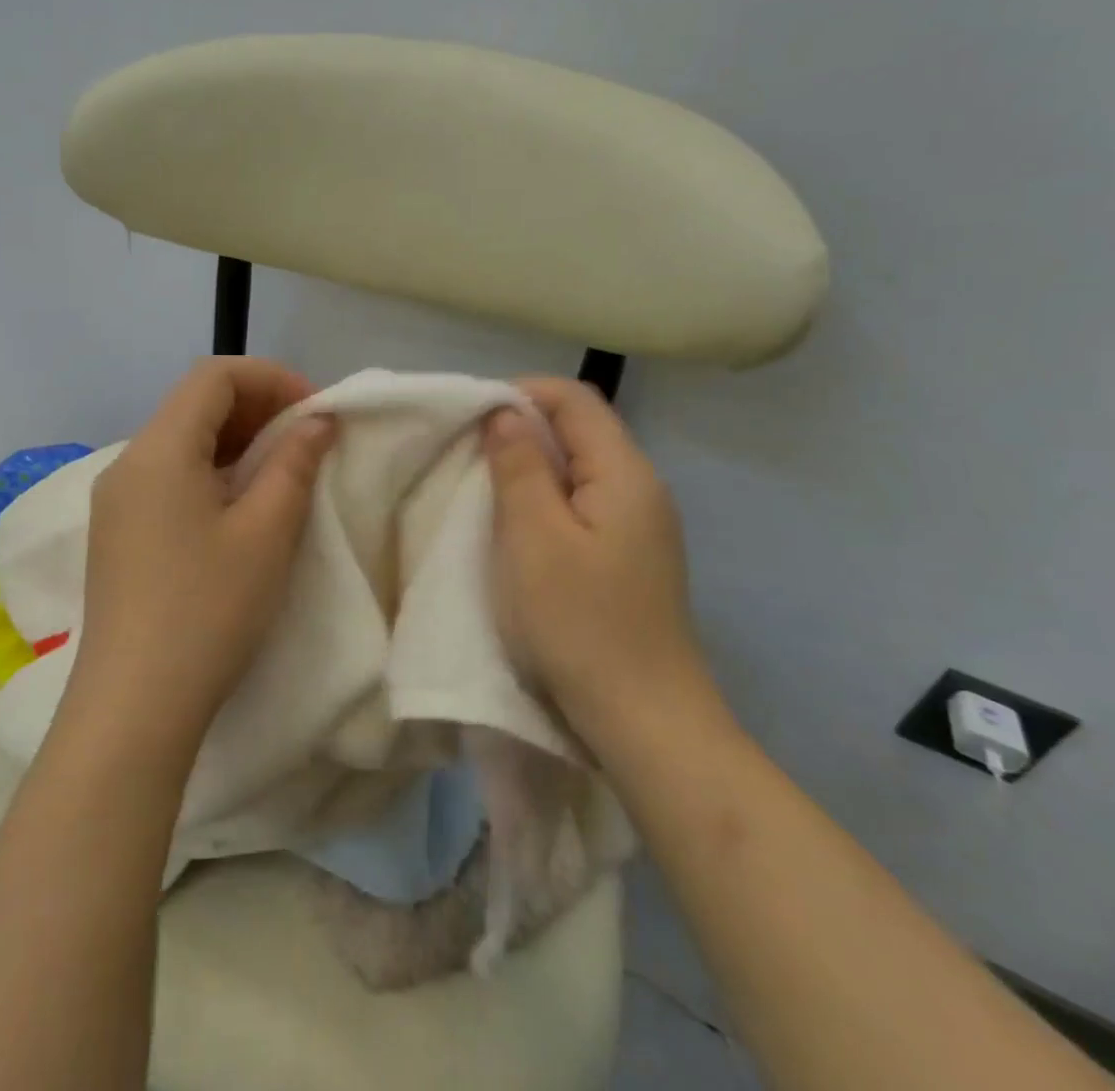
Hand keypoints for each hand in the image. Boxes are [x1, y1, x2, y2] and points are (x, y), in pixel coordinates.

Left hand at [65, 358, 335, 755]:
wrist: (133, 705)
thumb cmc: (208, 610)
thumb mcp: (266, 533)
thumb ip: (294, 464)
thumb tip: (316, 422)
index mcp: (158, 450)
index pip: (214, 375)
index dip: (271, 378)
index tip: (315, 411)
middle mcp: (129, 462)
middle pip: (195, 403)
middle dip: (257, 407)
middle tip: (307, 437)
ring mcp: (117, 500)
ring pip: (182, 440)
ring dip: (237, 440)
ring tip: (283, 468)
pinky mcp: (118, 532)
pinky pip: (169, 476)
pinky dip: (212, 471)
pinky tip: (242, 504)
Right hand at [483, 377, 708, 733]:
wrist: (645, 722)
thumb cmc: (580, 624)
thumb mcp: (534, 538)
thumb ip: (519, 466)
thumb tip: (506, 413)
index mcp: (625, 472)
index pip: (575, 399)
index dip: (521, 392)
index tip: (471, 415)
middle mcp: (642, 487)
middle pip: (581, 429)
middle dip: (522, 427)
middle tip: (469, 450)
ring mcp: (640, 525)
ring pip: (580, 467)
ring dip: (531, 464)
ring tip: (486, 484)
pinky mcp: (630, 556)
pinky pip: (584, 503)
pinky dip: (546, 498)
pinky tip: (519, 525)